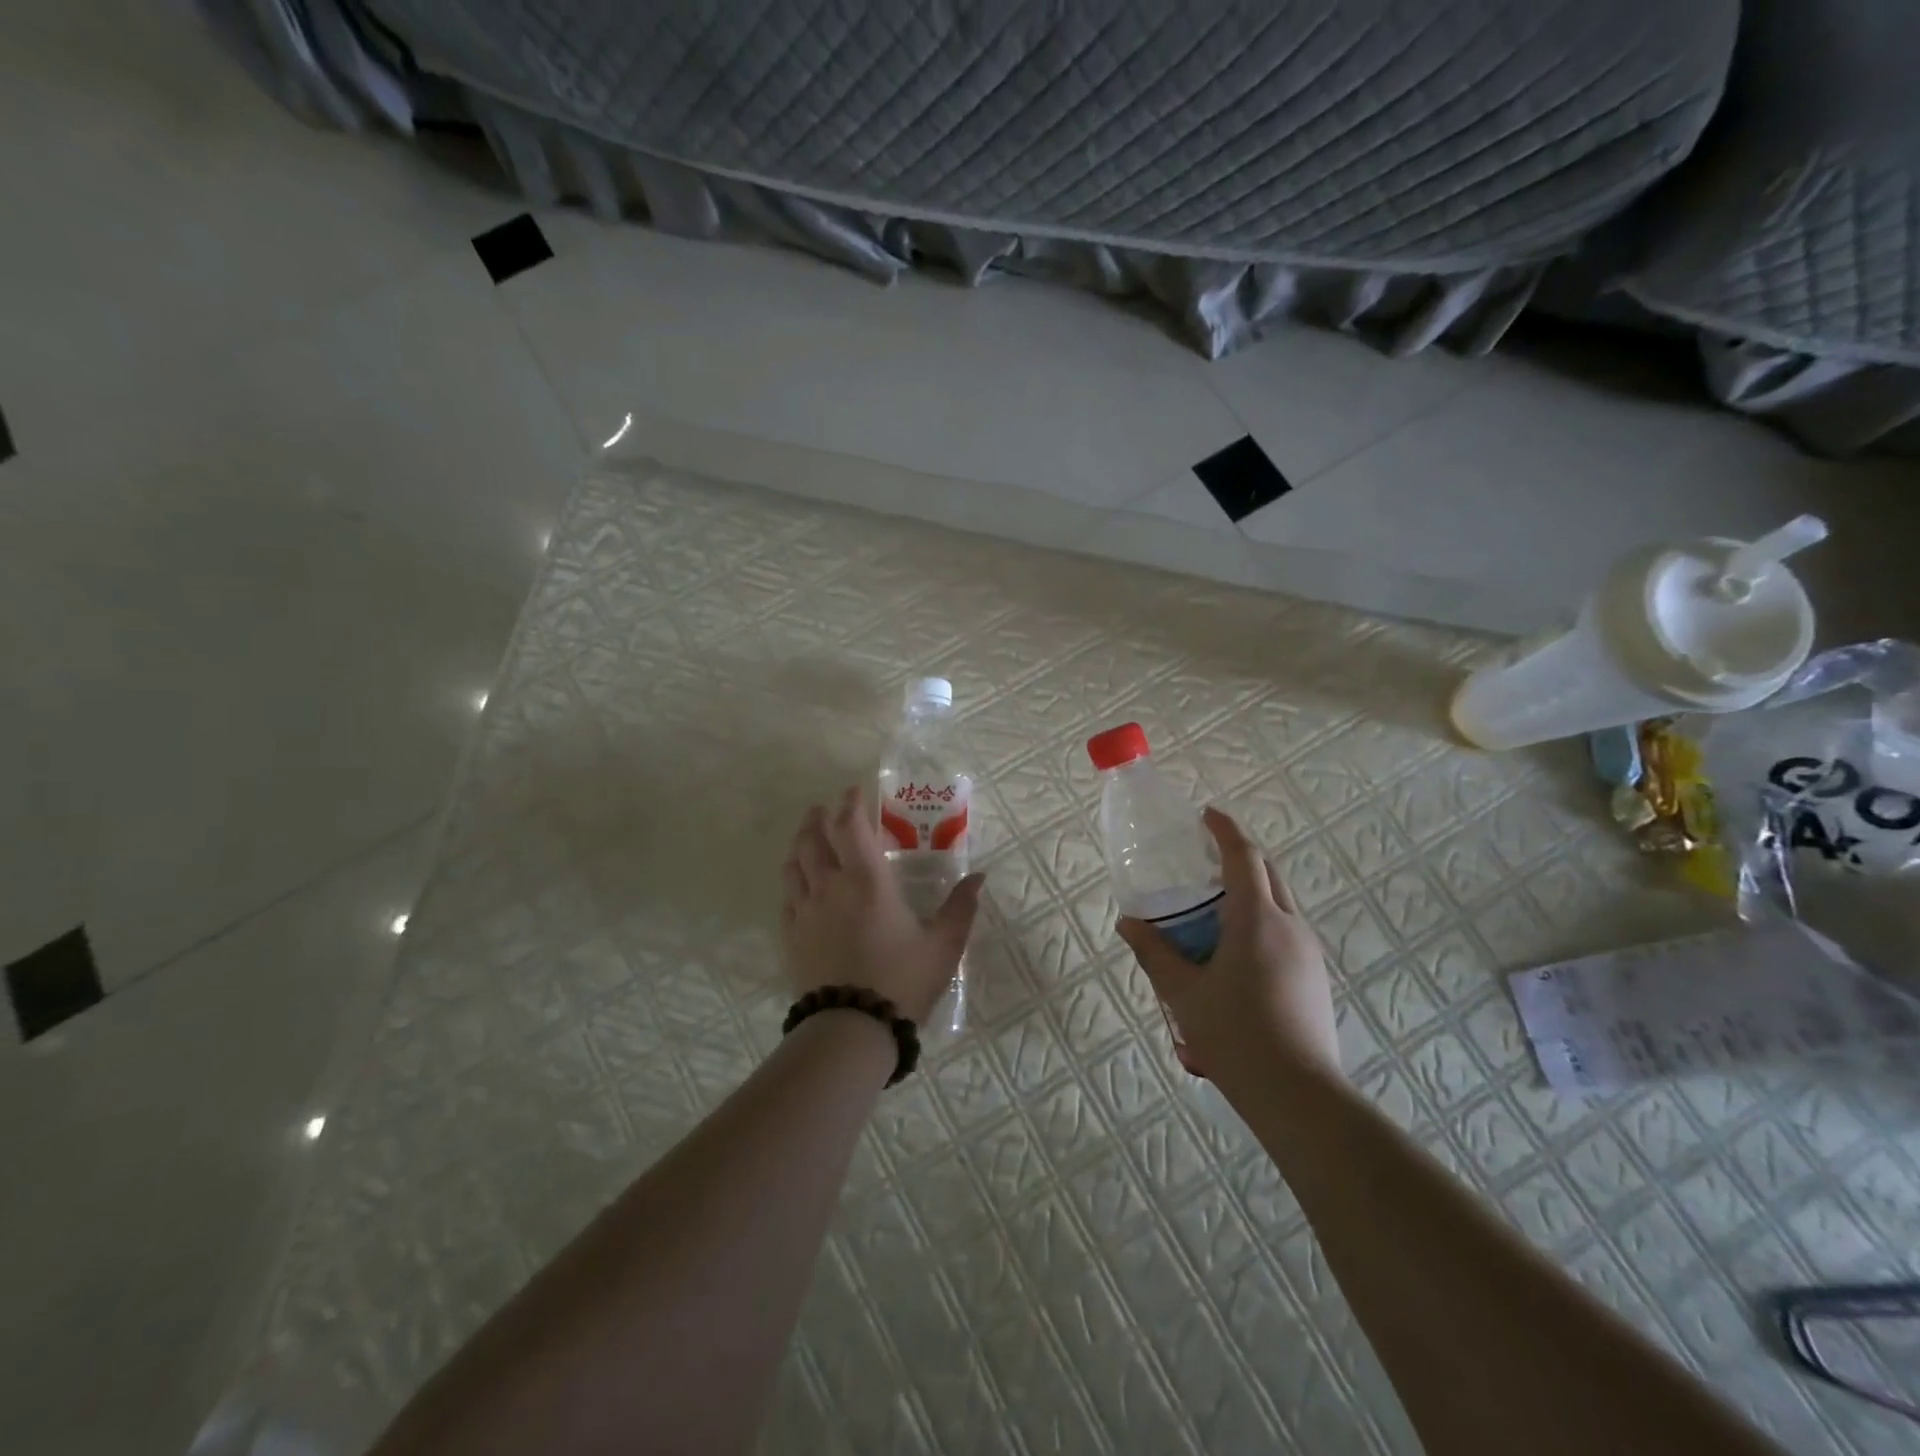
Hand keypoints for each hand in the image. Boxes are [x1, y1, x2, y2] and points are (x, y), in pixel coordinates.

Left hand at [780, 787, 984, 1024]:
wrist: (851, 1028)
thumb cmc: (902, 981)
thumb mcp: (943, 945)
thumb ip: (961, 908)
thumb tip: (979, 877)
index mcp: (868, 880)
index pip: (851, 826)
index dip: (851, 804)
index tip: (854, 791)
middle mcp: (831, 886)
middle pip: (815, 839)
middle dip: (819, 818)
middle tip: (823, 807)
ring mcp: (806, 911)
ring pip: (795, 864)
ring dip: (801, 843)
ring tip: (806, 835)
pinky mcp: (792, 935)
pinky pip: (787, 897)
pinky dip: (792, 880)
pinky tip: (797, 883)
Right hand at [1117, 806, 1339, 1093]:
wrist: (1300, 1096)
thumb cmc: (1235, 1037)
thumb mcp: (1183, 993)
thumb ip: (1154, 953)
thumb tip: (1129, 923)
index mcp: (1256, 918)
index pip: (1244, 856)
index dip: (1224, 830)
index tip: (1206, 815)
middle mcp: (1289, 925)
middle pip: (1268, 873)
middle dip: (1239, 856)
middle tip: (1204, 858)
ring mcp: (1309, 951)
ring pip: (1280, 902)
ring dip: (1250, 890)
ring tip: (1214, 908)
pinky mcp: (1315, 976)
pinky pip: (1286, 930)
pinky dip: (1260, 919)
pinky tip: (1235, 952)